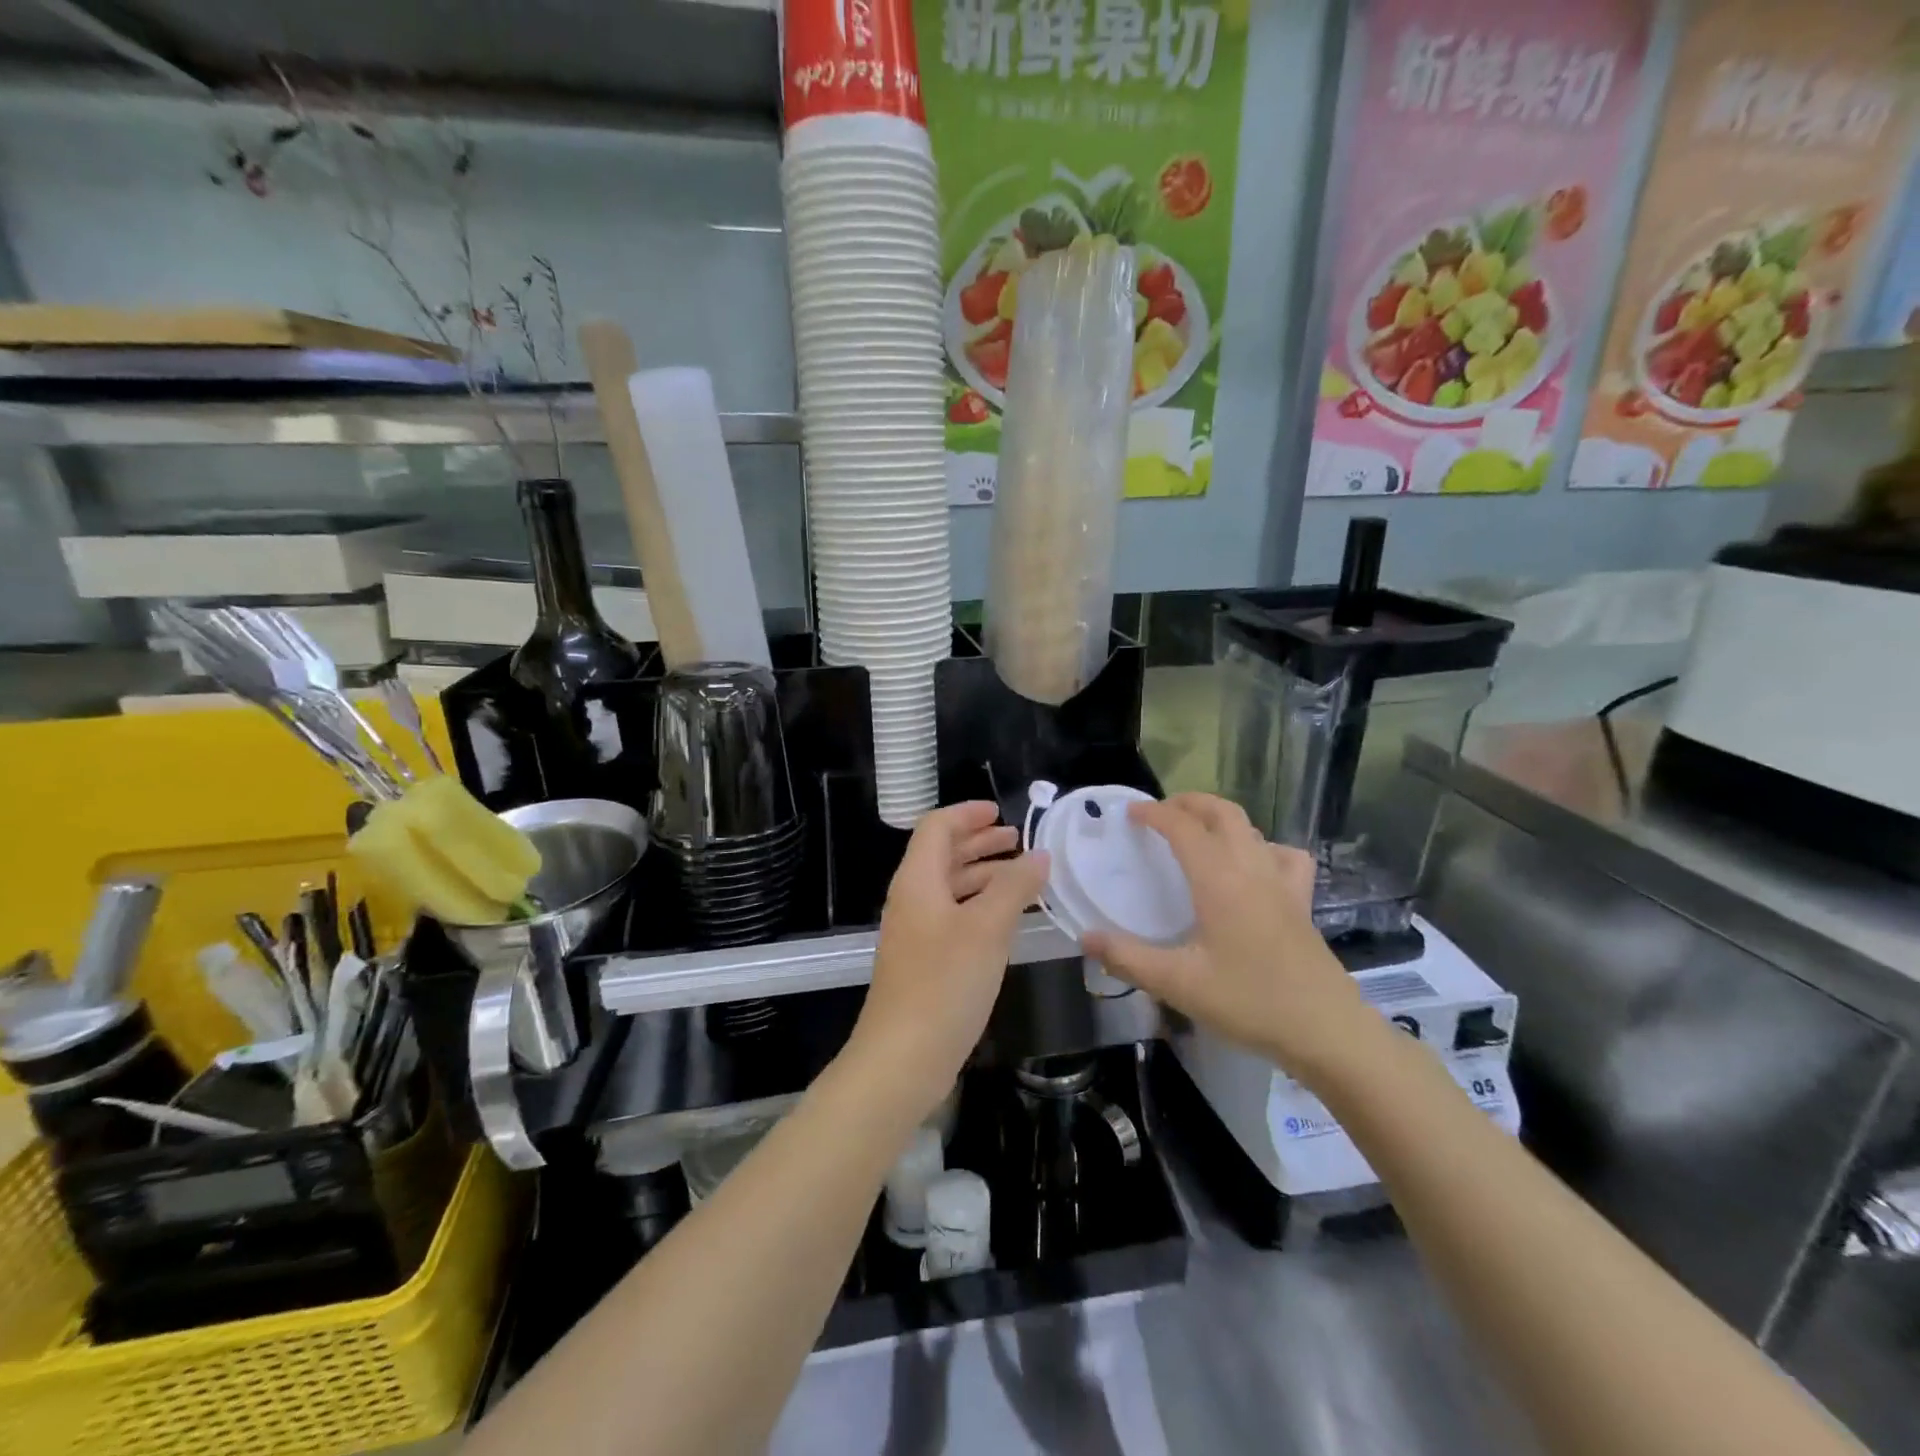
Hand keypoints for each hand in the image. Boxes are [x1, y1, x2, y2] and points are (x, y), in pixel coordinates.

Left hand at [848, 802, 1050, 1119]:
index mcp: (917, 881)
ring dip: (983, 875)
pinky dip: (980, 906)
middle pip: (943, 855)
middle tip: (1018, 841)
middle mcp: (912, 900)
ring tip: (1022, 876)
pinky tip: (1008, 920)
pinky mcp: (924, 962)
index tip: (1002, 812)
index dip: (968, 814)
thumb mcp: (987, 929)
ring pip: (950, 888)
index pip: (936, 827)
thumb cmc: (944, 984)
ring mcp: (916, 933)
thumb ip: (1014, 887)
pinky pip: (954, 917)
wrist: (902, 1059)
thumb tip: (1039, 855)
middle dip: (980, 843)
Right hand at [1082, 793, 1376, 1081]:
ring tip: (1197, 832)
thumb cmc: (1249, 1001)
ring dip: (1220, 818)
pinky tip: (1254, 865)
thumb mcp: (1179, 984)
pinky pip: (1284, 856)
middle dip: (1189, 803)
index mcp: (1219, 880)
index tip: (1129, 813)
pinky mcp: (1301, 901)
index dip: (1154, 813)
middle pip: (1222, 812)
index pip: (1183, 826)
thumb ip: (1128, 959)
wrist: (1326, 1030)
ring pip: (1251, 828)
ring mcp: (1281, 882)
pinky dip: (1263, 847)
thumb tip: (1085, 938)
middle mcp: (1251, 868)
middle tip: (1160, 813)